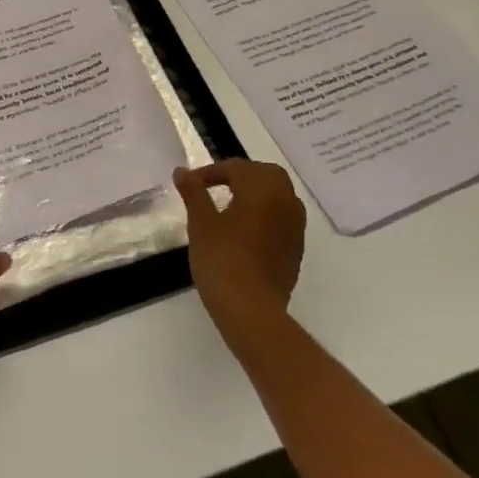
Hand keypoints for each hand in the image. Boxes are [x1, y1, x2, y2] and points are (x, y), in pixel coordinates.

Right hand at [174, 159, 305, 335]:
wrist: (252, 310)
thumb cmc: (223, 259)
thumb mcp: (201, 223)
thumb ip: (194, 192)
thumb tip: (182, 171)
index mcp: (263, 188)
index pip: (236, 167)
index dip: (210, 172)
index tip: (190, 184)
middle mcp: (286, 201)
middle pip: (265, 175)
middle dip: (239, 176)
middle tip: (213, 188)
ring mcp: (295, 227)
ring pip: (277, 197)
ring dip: (255, 195)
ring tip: (227, 208)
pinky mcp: (296, 249)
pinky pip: (281, 219)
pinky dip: (264, 216)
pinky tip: (243, 233)